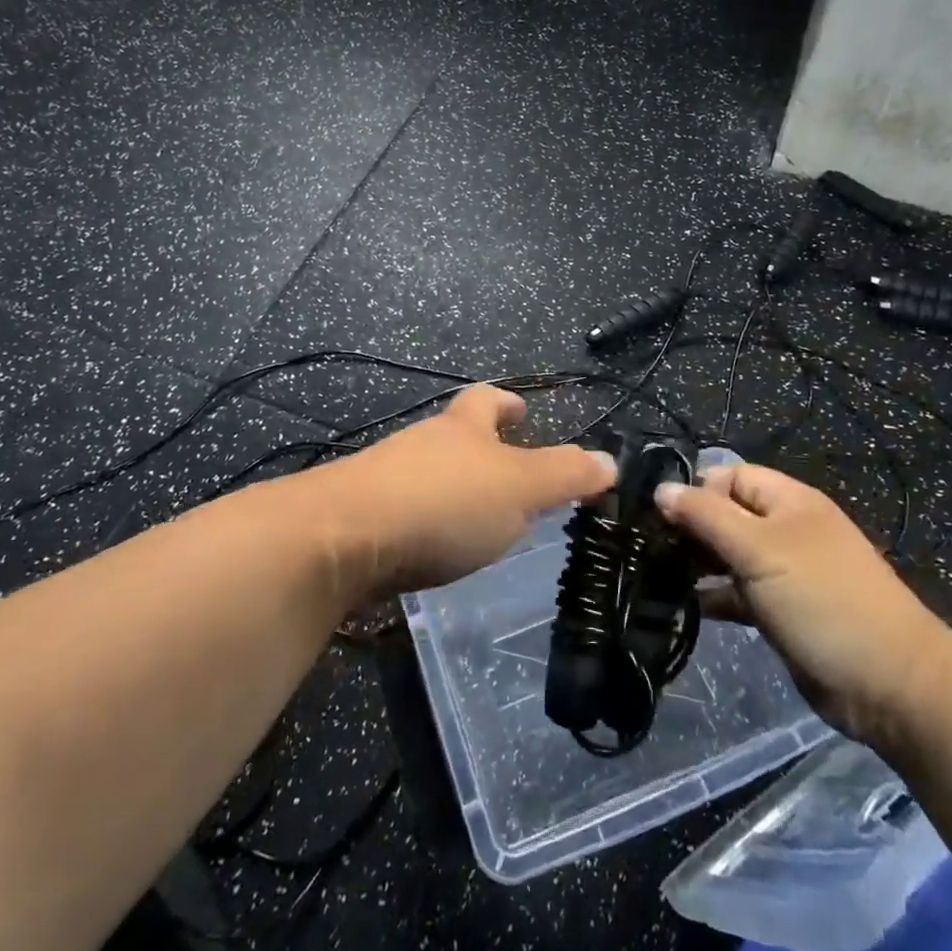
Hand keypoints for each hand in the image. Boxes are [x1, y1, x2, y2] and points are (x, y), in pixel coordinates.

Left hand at [324, 386, 617, 594]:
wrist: (342, 539)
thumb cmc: (443, 503)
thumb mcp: (518, 488)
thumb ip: (564, 475)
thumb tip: (609, 461)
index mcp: (461, 429)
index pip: (485, 399)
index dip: (506, 402)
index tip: (521, 410)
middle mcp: (421, 444)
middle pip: (453, 435)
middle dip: (480, 448)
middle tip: (509, 476)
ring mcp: (385, 479)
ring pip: (427, 474)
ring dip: (453, 488)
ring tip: (478, 519)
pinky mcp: (362, 518)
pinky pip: (404, 511)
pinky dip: (426, 522)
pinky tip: (434, 550)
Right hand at [655, 464, 951, 747]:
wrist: (891, 686)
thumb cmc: (823, 601)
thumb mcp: (759, 550)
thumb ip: (706, 516)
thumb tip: (661, 488)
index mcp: (789, 502)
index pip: (731, 476)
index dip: (697, 490)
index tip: (662, 518)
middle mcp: (786, 530)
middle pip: (728, 514)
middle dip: (692, 527)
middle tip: (654, 549)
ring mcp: (786, 574)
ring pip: (731, 555)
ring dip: (699, 563)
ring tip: (660, 576)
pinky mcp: (782, 613)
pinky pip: (739, 593)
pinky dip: (715, 596)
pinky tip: (686, 606)